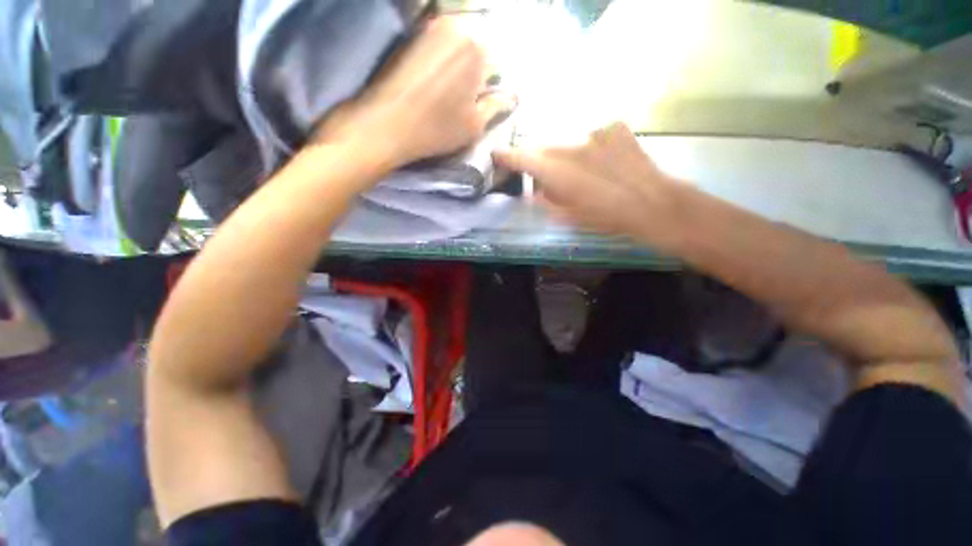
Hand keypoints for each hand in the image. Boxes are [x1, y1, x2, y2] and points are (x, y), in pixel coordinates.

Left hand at [314, 17, 512, 169]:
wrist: (386, 123)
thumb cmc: (436, 128)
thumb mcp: (474, 125)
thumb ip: (496, 106)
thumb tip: (509, 97)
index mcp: (478, 48)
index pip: (499, 61)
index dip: (493, 83)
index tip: (483, 99)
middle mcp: (456, 27)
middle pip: (479, 47)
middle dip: (478, 69)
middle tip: (467, 96)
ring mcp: (432, 27)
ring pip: (459, 44)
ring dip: (461, 64)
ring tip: (450, 91)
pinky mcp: (413, 34)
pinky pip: (440, 43)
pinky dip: (444, 59)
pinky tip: (435, 82)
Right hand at [494, 123, 687, 251]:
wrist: (653, 204)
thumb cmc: (608, 218)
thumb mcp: (570, 217)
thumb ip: (548, 202)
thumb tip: (536, 192)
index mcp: (559, 172)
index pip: (524, 158)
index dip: (508, 156)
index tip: (497, 155)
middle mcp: (573, 147)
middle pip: (546, 149)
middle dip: (542, 161)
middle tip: (548, 177)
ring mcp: (595, 135)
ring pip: (569, 143)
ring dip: (568, 157)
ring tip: (583, 174)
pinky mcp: (615, 129)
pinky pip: (593, 137)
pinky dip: (592, 150)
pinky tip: (605, 163)